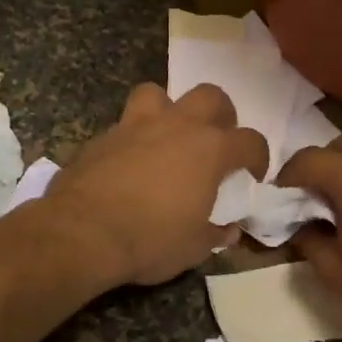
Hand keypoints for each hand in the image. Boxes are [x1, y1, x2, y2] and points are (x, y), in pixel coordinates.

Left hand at [47, 83, 268, 286]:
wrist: (83, 233)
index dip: (258, 157)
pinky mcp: (101, 136)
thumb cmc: (151, 240)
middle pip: (210, 96)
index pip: (250, 141)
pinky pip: (124, 124)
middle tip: (215, 142)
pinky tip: (128, 161)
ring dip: (168, 109)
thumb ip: (215, 234)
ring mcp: (135, 125)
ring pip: (158, 93)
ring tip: (166, 135)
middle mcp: (176, 126)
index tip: (254, 174)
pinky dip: (132, 137)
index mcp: (209, 150)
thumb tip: (227, 230)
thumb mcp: (193, 248)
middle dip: (220, 114)